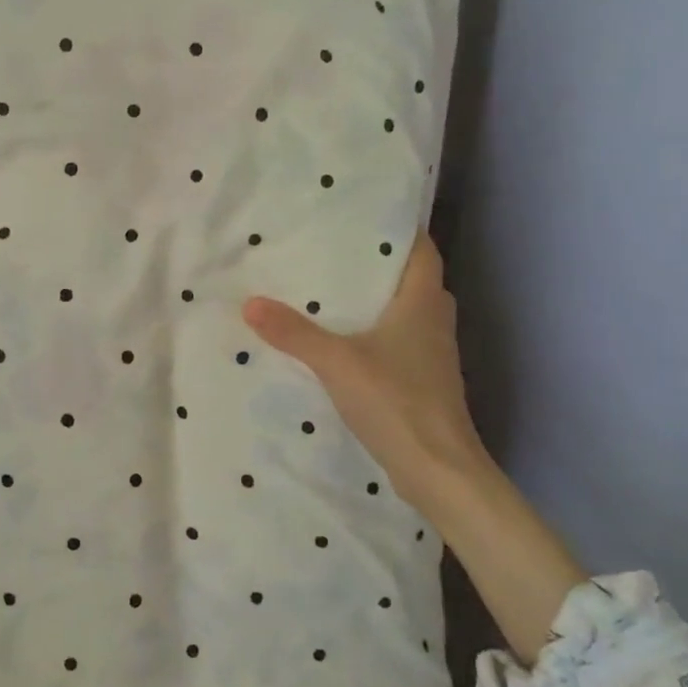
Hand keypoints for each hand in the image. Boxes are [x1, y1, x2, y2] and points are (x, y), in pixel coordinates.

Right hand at [242, 235, 490, 504]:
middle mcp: (434, 321)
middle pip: (411, 280)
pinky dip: (375, 334)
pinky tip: (342, 342)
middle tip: (334, 253)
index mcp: (423, 303)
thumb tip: (250, 303)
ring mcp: (432, 354)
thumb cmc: (396, 401)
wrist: (438, 469)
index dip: (398, 232)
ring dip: (376, 302)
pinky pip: (398, 342)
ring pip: (405, 313)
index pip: (422, 251)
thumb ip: (294, 333)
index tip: (363, 217)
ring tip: (331, 292)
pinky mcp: (423, 381)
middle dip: (377, 265)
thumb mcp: (336, 362)